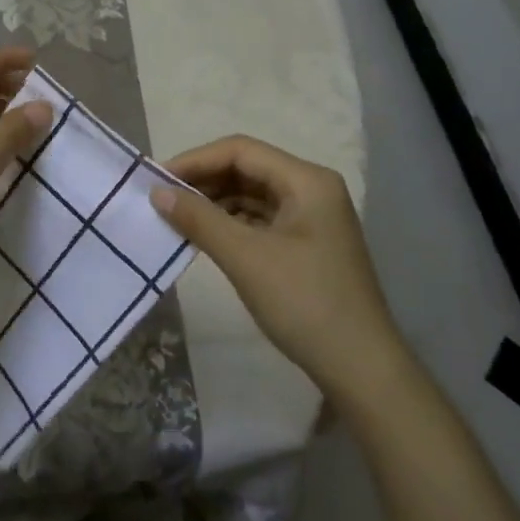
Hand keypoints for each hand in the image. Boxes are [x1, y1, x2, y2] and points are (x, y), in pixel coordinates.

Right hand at [152, 135, 400, 406]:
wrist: (362, 369)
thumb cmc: (305, 303)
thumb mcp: (246, 258)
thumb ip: (199, 219)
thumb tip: (157, 193)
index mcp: (306, 180)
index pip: (240, 151)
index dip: (195, 160)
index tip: (157, 180)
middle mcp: (311, 189)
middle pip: (247, 169)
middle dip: (203, 181)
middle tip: (161, 199)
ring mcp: (312, 217)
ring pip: (252, 195)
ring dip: (214, 203)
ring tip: (176, 218)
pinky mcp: (306, 244)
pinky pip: (260, 220)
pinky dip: (230, 224)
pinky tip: (204, 237)